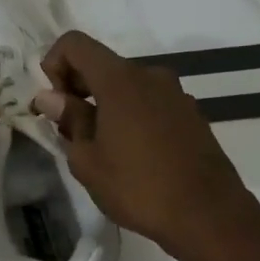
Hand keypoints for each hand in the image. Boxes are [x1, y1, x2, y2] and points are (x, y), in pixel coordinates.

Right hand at [34, 30, 259, 258]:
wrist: (209, 216)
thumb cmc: (139, 187)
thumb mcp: (88, 160)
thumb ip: (68, 120)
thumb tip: (50, 97)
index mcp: (120, 79)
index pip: (75, 44)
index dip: (54, 64)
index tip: (54, 103)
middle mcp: (150, 75)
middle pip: (102, 64)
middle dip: (77, 89)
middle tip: (68, 131)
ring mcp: (175, 94)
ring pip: (126, 86)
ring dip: (104, 105)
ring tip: (100, 148)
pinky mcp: (190, 114)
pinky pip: (149, 103)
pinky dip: (130, 115)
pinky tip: (131, 155)